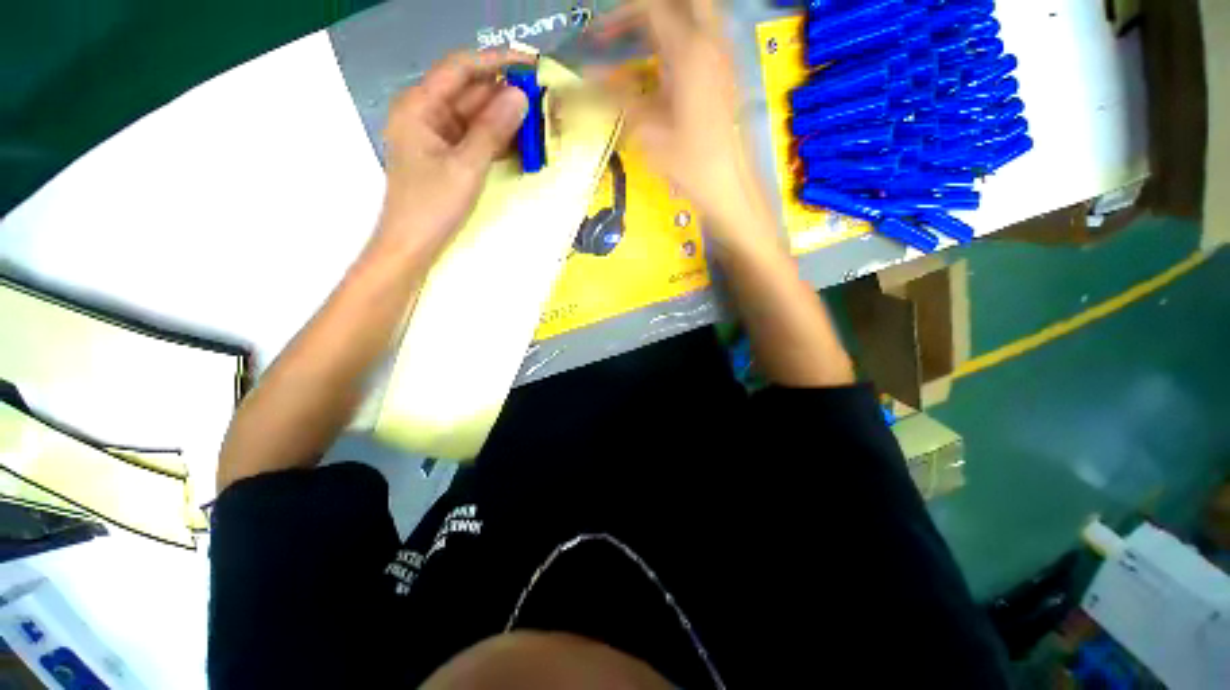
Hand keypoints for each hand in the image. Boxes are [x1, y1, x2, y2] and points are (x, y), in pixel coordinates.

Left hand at [372, 50, 530, 266]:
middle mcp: (427, 113)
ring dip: (506, 119)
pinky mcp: (449, 155)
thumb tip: (520, 96)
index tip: (531, 62)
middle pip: (471, 92)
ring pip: (477, 116)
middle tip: (543, 100)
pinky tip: (522, 142)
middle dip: (506, 95)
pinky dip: (498, 139)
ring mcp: (438, 135)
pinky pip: (477, 138)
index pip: (461, 69)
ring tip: (540, 121)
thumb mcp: (466, 167)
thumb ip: (492, 130)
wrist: (413, 245)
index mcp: (419, 105)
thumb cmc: (432, 206)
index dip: (497, 61)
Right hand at [593, 0, 769, 238]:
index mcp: (690, 52)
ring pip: (696, 16)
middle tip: (626, 30)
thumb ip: (618, 98)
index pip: (652, 7)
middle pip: (682, 3)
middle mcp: (711, 43)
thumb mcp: (648, 133)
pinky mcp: (727, 73)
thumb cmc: (690, 164)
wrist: (730, 185)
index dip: (620, 16)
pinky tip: (663, 67)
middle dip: (650, 12)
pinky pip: (703, 38)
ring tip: (639, 45)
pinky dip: (679, 41)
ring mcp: (723, 56)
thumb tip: (587, 78)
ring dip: (667, 23)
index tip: (599, 38)